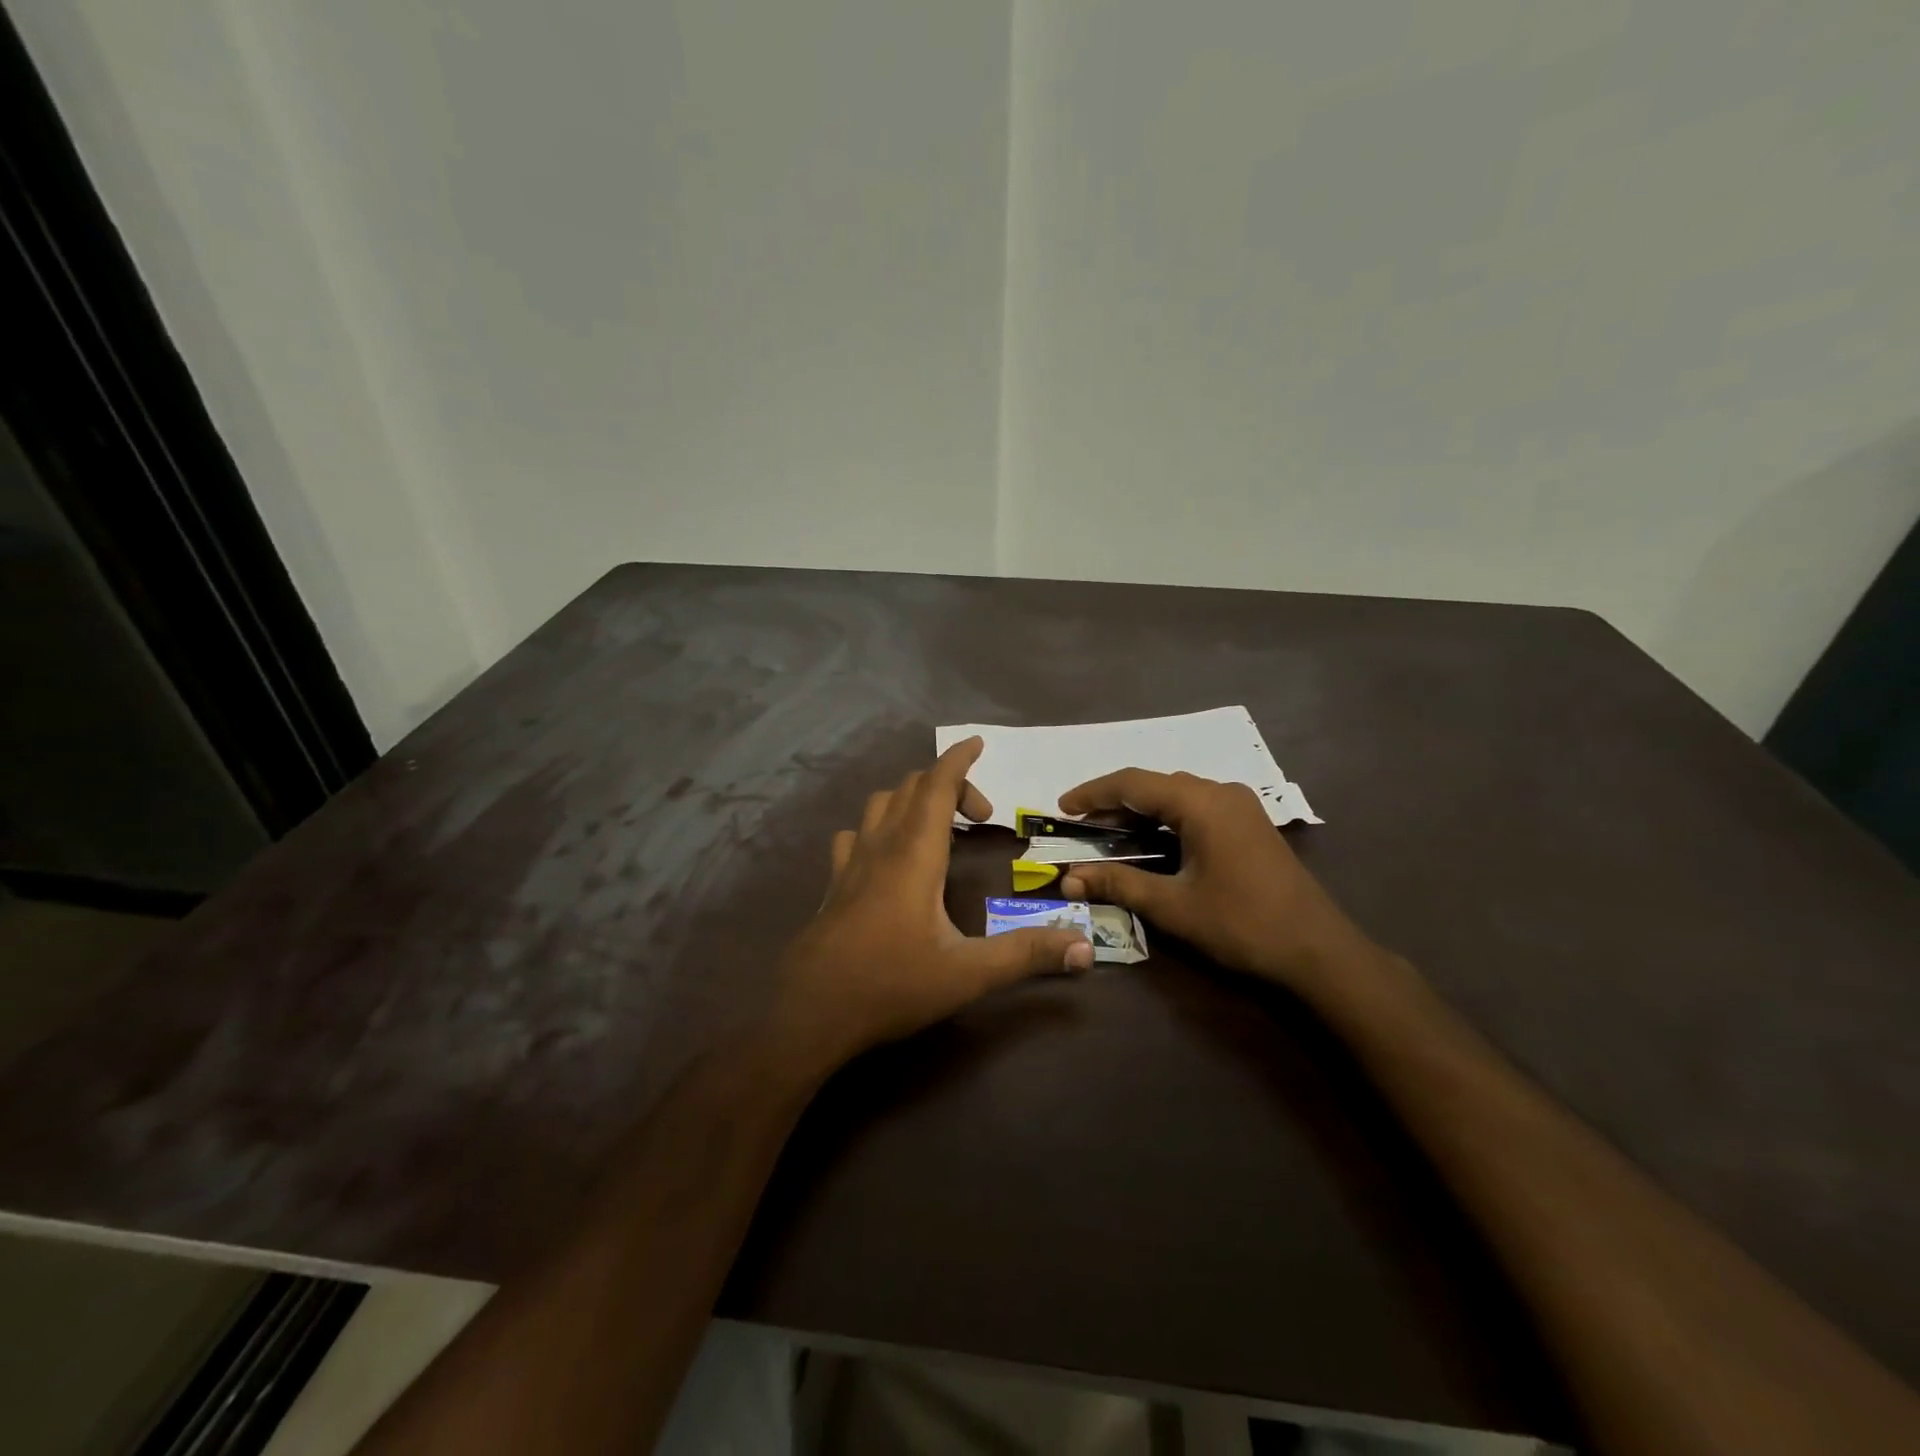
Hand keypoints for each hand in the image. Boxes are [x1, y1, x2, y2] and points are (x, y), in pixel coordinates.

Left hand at [774, 738, 1093, 1075]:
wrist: (811, 1012)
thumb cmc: (891, 985)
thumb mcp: (967, 974)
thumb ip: (1026, 955)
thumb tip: (1084, 948)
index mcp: (914, 854)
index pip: (936, 786)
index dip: (958, 760)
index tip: (977, 743)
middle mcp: (881, 846)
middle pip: (910, 788)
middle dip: (948, 785)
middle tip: (980, 817)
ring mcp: (851, 863)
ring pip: (879, 804)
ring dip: (911, 800)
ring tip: (938, 826)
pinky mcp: (834, 883)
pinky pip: (856, 834)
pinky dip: (879, 827)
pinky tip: (887, 855)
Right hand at [1056, 769, 1378, 994]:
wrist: (1318, 951)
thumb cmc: (1242, 924)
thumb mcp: (1173, 906)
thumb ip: (1119, 883)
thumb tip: (1069, 878)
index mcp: (1201, 803)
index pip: (1133, 783)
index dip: (1093, 793)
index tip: (1061, 807)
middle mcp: (1221, 793)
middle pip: (1155, 785)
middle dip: (1114, 803)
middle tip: (1081, 826)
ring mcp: (1240, 806)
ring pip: (1177, 795)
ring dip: (1141, 811)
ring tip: (1108, 833)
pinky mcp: (1249, 823)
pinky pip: (1197, 808)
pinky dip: (1167, 819)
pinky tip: (1152, 840)